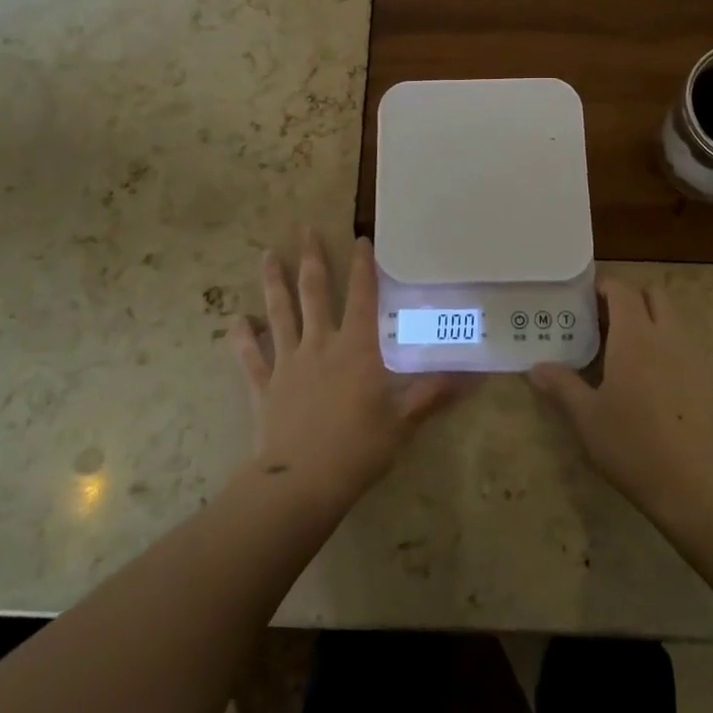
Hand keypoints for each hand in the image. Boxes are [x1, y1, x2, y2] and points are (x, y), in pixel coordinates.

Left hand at [233, 229, 462, 515]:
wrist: (302, 483)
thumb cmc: (359, 448)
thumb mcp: (404, 421)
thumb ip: (435, 394)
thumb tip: (476, 376)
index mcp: (356, 348)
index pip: (362, 296)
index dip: (362, 267)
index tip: (359, 239)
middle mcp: (320, 344)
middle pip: (314, 292)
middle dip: (311, 259)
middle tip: (304, 229)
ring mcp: (288, 363)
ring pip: (279, 313)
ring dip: (273, 283)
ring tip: (267, 255)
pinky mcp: (264, 387)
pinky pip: (250, 358)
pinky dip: (242, 339)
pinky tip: (236, 322)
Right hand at [528, 278, 712, 521]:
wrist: (701, 487)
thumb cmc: (635, 445)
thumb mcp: (588, 418)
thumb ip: (562, 386)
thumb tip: (537, 368)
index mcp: (635, 335)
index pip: (621, 290)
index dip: (603, 287)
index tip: (583, 301)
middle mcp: (668, 334)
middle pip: (653, 295)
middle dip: (631, 300)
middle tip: (605, 325)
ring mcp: (696, 355)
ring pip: (675, 318)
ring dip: (653, 320)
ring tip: (629, 352)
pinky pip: (690, 345)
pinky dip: (672, 346)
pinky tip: (656, 381)